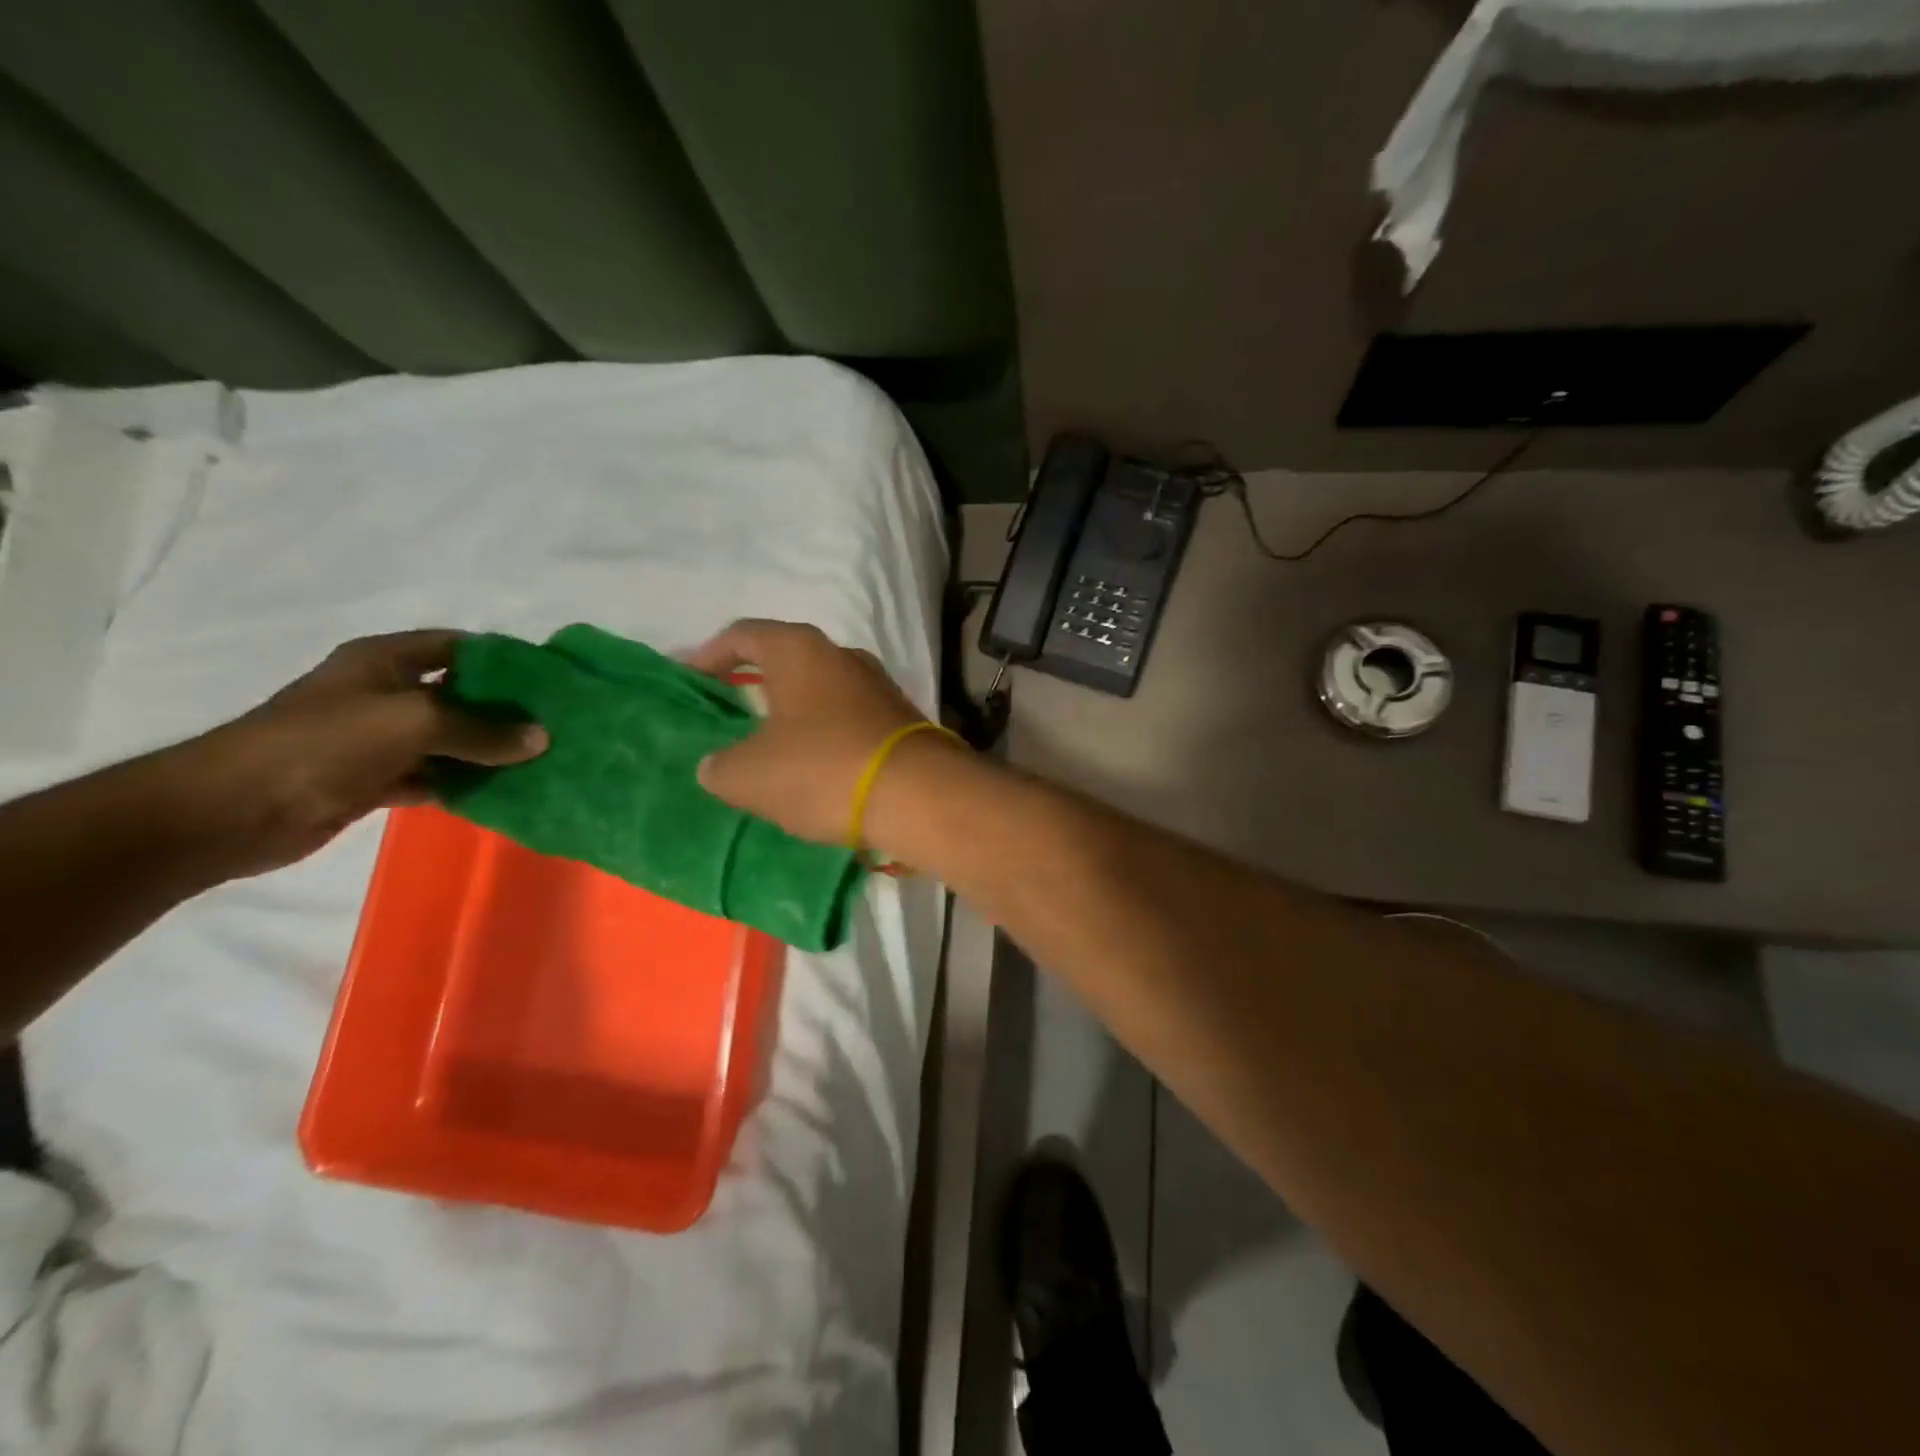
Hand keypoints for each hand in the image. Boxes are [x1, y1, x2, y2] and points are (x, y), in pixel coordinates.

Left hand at [173, 630, 546, 875]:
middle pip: (460, 695)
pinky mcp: (374, 779)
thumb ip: (481, 730)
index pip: (460, 647)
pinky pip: (434, 776)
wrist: (231, 811)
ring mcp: (378, 739)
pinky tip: (505, 793)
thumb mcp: (413, 723)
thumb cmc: (323, 744)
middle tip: (558, 725)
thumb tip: (542, 738)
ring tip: (544, 761)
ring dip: (489, 752)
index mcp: (386, 660)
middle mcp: (385, 693)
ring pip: (450, 739)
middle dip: (506, 710)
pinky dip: (465, 783)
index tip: (553, 680)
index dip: (506, 659)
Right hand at [683, 619, 948, 845]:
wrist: (920, 797)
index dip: (707, 654)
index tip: (686, 680)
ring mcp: (878, 686)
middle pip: (786, 660)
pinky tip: (815, 766)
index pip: (742, 635)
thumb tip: (717, 765)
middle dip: (753, 684)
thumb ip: (719, 765)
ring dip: (792, 714)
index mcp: (799, 650)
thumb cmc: (823, 770)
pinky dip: (824, 735)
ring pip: (820, 692)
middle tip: (726, 713)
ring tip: (768, 747)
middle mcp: (843, 656)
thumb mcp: (748, 775)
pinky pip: (848, 719)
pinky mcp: (901, 720)